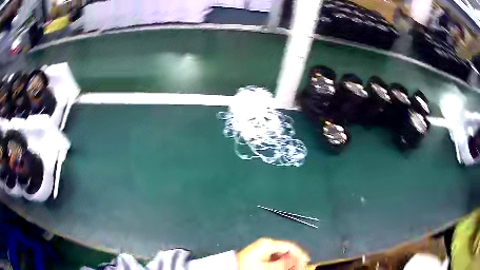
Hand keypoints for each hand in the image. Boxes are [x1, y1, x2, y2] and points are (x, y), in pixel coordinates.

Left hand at [237, 238, 309, 269]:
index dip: (301, 255)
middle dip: (294, 261)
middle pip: (287, 252)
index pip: (291, 246)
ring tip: (292, 268)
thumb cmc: (248, 265)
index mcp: (268, 243)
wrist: (232, 267)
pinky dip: (280, 264)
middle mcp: (266, 244)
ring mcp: (263, 250)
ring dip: (288, 263)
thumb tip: (301, 260)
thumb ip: (285, 263)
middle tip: (299, 267)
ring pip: (281, 257)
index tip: (306, 263)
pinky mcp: (259, 256)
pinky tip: (282, 268)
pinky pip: (274, 259)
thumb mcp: (268, 265)